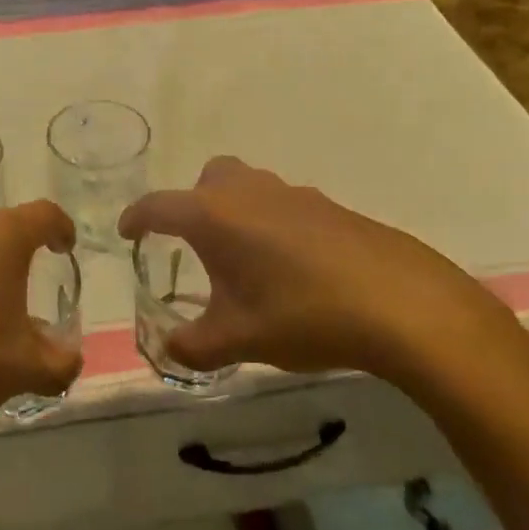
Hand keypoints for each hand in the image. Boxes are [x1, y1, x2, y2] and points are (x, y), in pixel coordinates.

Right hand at [118, 157, 528, 400]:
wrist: (401, 304)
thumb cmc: (304, 315)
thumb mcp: (239, 339)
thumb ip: (193, 346)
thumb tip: (169, 349)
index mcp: (215, 216)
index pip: (159, 206)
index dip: (137, 218)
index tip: (127, 234)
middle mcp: (249, 192)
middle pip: (208, 180)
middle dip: (191, 205)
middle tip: (192, 246)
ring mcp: (293, 194)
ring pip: (247, 186)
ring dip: (233, 212)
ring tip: (241, 259)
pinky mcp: (328, 205)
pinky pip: (282, 203)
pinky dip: (270, 223)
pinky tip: (289, 266)